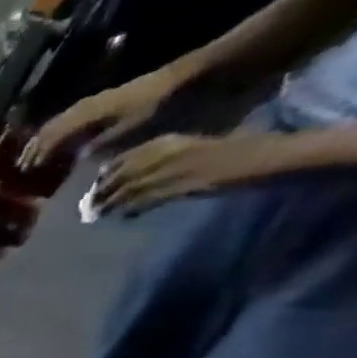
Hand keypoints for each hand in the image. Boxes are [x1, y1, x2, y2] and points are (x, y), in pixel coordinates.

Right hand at [20, 68, 180, 168]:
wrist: (181, 80)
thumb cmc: (157, 107)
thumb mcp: (133, 127)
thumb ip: (103, 142)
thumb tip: (79, 156)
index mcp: (88, 114)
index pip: (54, 135)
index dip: (39, 153)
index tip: (28, 170)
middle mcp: (84, 107)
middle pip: (50, 127)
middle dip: (34, 147)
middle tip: (22, 166)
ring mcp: (91, 103)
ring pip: (56, 122)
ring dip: (42, 139)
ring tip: (33, 154)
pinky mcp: (100, 102)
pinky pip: (68, 118)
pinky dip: (56, 132)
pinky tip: (56, 142)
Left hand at [92, 131, 284, 214]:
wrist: (270, 156)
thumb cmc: (240, 151)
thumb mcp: (196, 149)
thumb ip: (170, 158)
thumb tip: (146, 178)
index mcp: (170, 140)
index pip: (125, 158)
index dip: (106, 174)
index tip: (95, 186)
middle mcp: (165, 153)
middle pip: (120, 176)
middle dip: (101, 192)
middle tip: (87, 208)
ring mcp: (172, 169)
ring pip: (127, 189)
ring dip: (109, 204)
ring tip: (95, 216)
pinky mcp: (181, 186)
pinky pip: (147, 199)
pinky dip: (131, 209)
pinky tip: (123, 217)